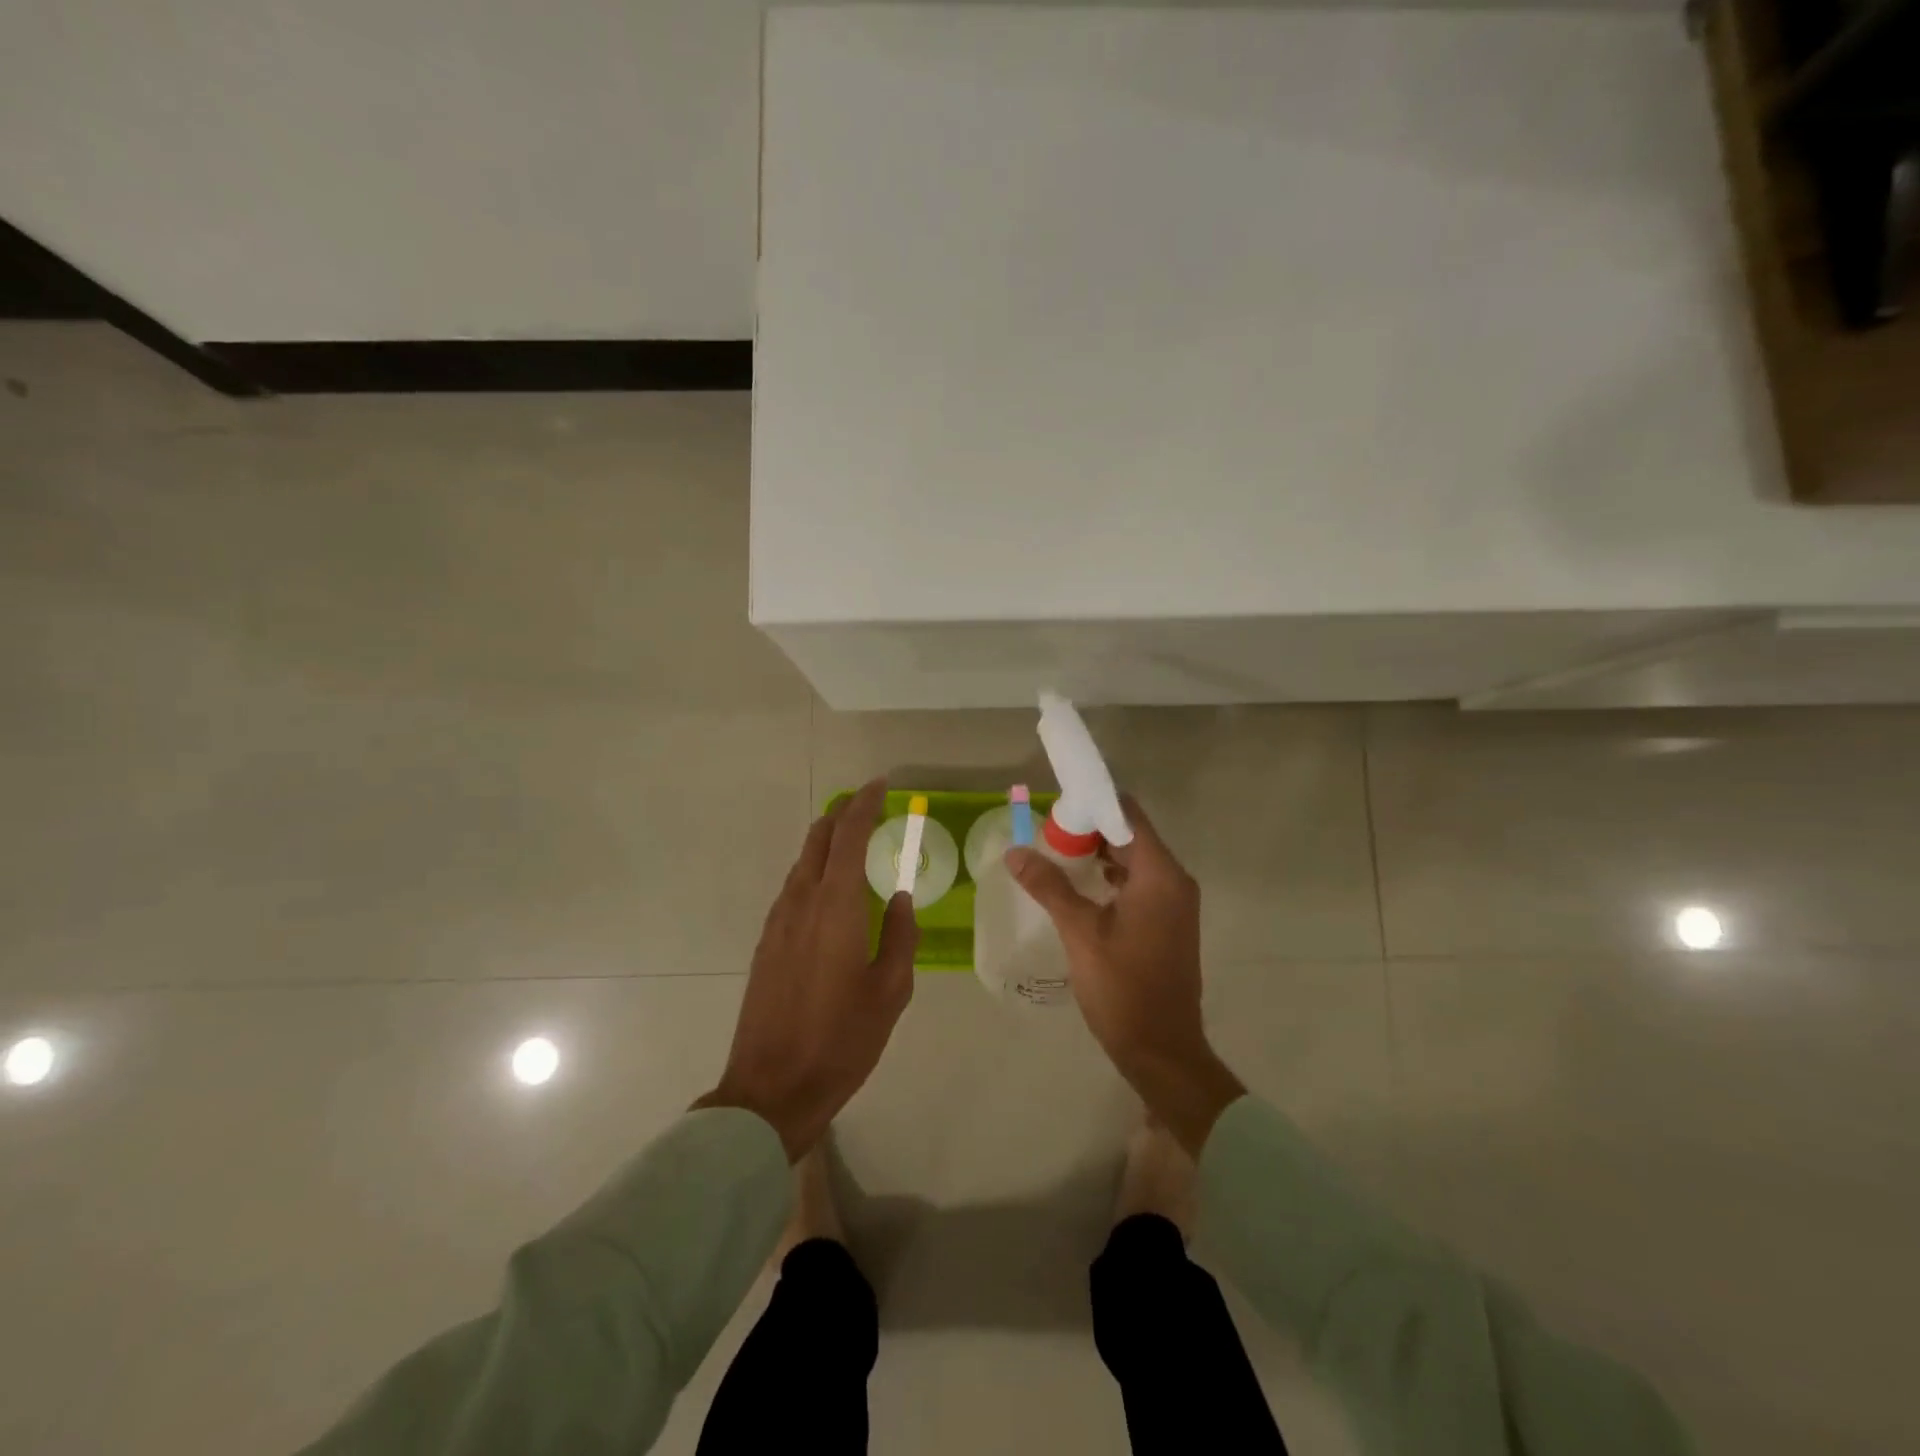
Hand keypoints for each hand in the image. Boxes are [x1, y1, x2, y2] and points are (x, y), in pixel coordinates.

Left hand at [696, 779, 917, 1159]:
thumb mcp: (890, 991)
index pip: (848, 837)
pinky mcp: (767, 942)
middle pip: (818, 840)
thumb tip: (901, 899)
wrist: (772, 1088)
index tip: (881, 786)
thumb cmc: (842, 1040)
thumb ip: (901, 936)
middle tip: (869, 806)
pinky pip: (794, 888)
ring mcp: (778, 922)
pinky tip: (831, 889)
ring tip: (855, 843)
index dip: (864, 805)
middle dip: (843, 815)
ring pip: (803, 863)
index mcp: (836, 907)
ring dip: (827, 843)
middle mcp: (801, 902)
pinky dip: (815, 870)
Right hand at [1005, 796, 1243, 1154]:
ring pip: (1135, 861)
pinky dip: (1112, 877)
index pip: (1128, 815)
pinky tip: (1079, 886)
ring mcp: (1175, 904)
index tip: (1058, 804)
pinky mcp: (1169, 923)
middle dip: (1091, 829)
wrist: (1162, 1051)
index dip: (1094, 803)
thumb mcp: (1080, 932)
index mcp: (1160, 875)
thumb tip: (1015, 852)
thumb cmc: (1123, 987)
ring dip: (1099, 854)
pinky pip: (1139, 884)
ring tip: (1057, 854)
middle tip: (1048, 831)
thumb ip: (1049, 886)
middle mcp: (1174, 881)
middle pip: (1131, 835)